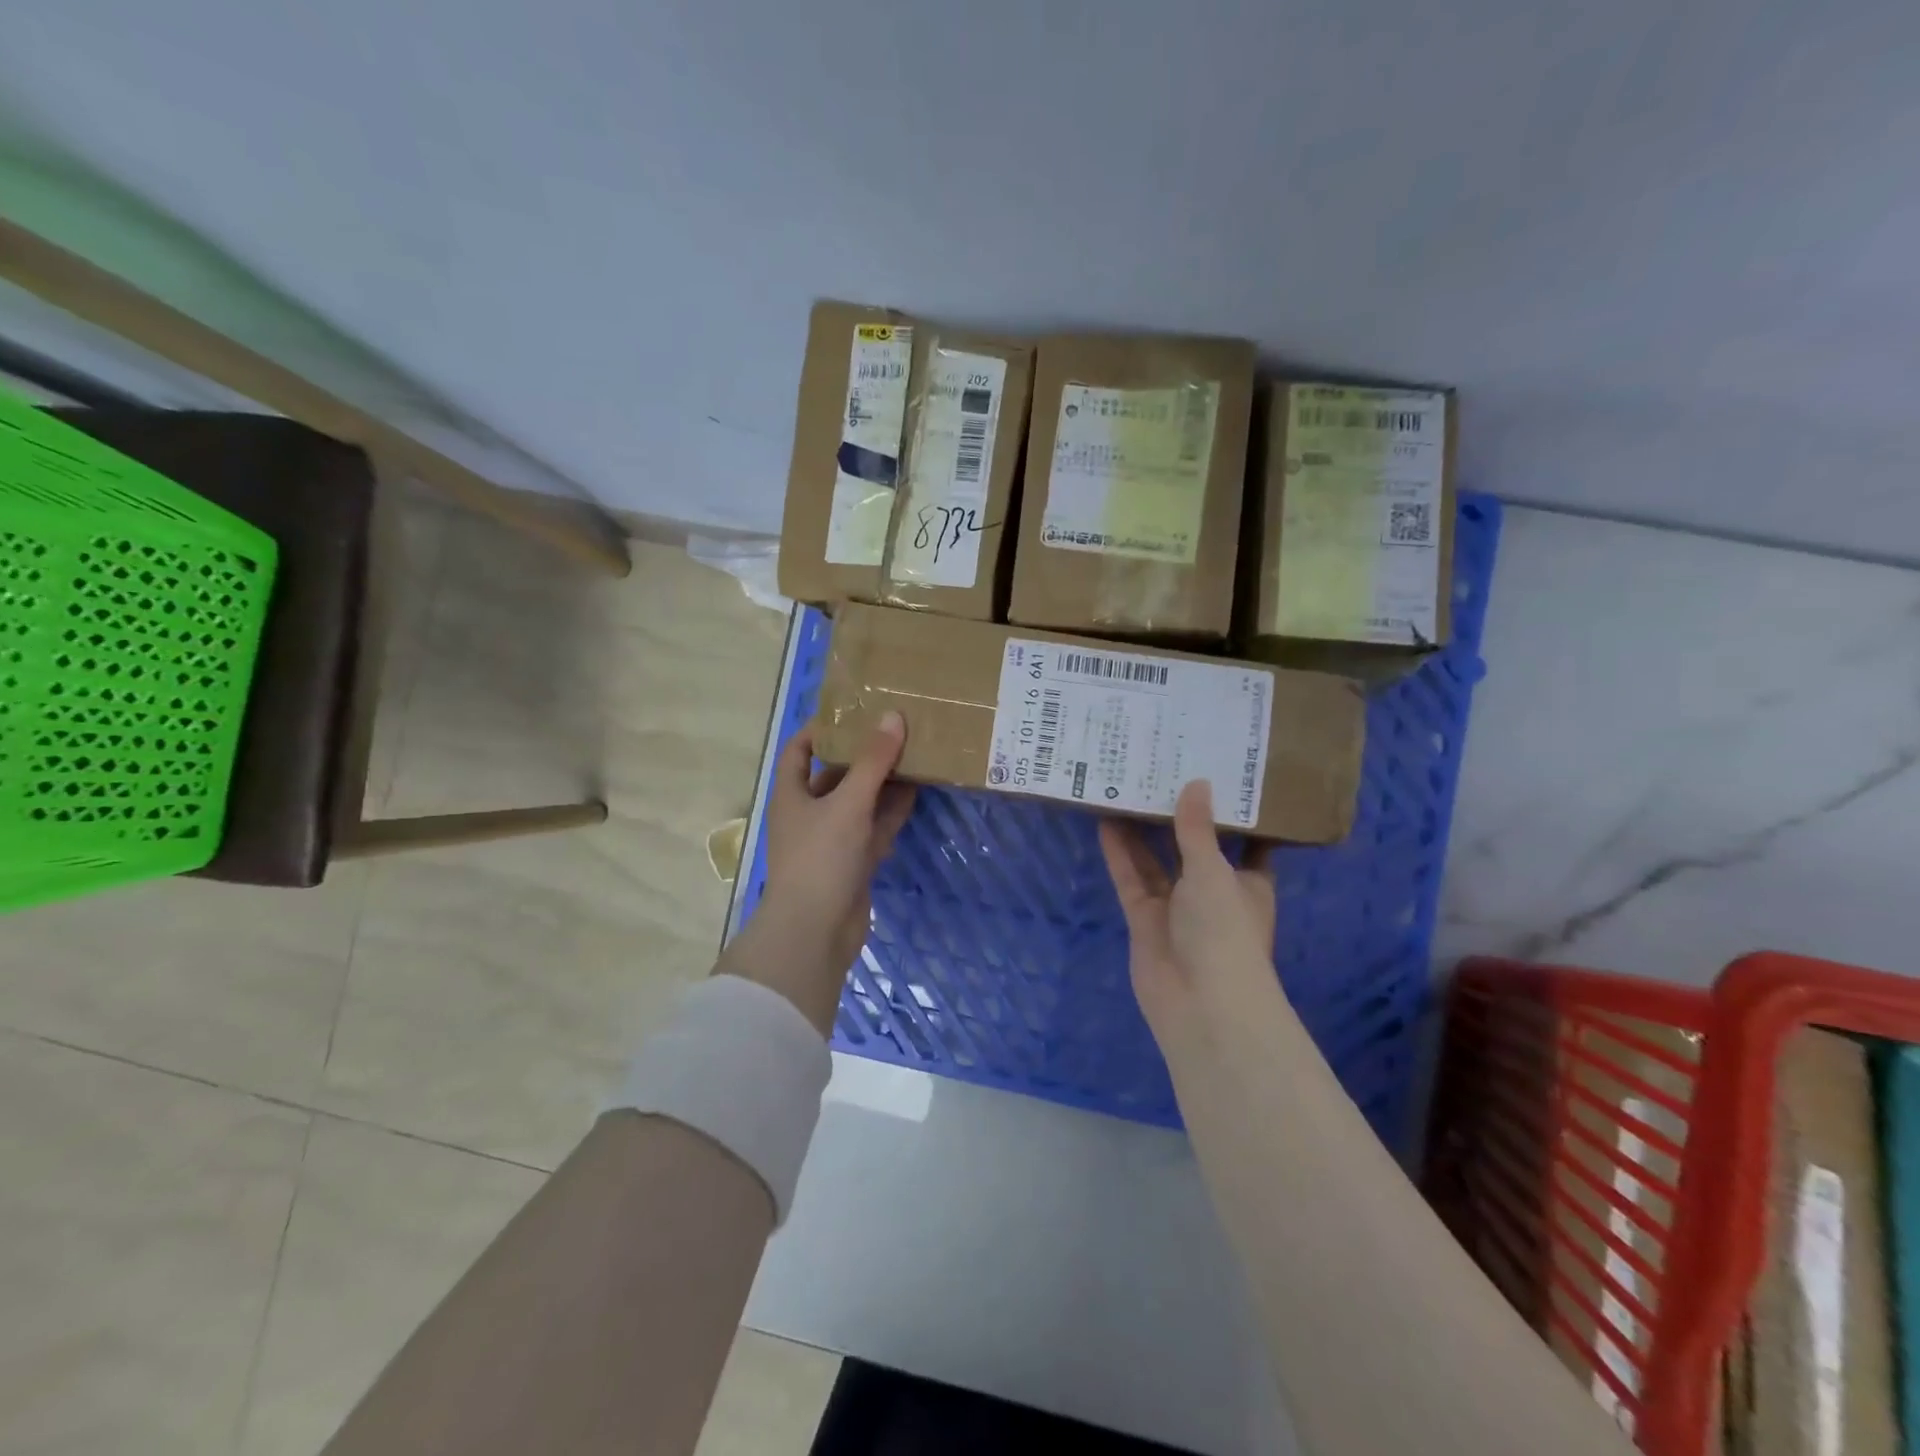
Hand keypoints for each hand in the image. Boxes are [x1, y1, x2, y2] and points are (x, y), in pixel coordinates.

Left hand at [721, 713, 915, 1034]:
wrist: (815, 932)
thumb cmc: (820, 858)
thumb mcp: (847, 803)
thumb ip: (873, 762)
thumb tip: (893, 717)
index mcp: (792, 794)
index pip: (800, 749)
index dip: (821, 728)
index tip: (854, 710)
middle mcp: (809, 813)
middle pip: (836, 774)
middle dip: (863, 754)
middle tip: (896, 727)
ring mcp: (832, 840)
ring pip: (860, 802)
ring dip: (883, 782)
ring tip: (914, 752)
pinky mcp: (854, 862)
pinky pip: (874, 828)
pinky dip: (892, 811)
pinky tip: (918, 790)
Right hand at [1099, 780, 1288, 1056]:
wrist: (1200, 1003)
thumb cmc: (1224, 930)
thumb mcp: (1214, 871)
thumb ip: (1197, 829)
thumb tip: (1197, 782)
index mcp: (1246, 882)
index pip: (1243, 841)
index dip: (1230, 814)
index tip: (1217, 777)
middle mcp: (1212, 891)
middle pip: (1192, 847)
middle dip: (1177, 816)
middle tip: (1160, 771)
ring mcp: (1176, 906)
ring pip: (1157, 861)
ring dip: (1143, 831)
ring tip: (1126, 788)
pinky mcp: (1144, 918)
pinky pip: (1131, 878)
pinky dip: (1119, 853)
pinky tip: (1106, 821)